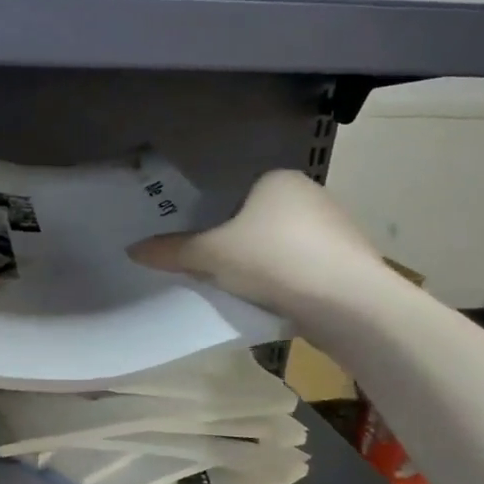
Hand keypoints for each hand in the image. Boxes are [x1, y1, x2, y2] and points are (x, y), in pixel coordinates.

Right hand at [128, 170, 390, 321]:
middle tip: (218, 273)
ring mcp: (337, 228)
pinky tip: (278, 303)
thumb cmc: (273, 259)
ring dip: (267, 267)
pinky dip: (290, 283)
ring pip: (285, 247)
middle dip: (241, 246)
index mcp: (278, 180)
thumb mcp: (211, 255)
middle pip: (260, 222)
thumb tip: (132, 249)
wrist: (348, 302)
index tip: (204, 251)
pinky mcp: (351, 263)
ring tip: (246, 293)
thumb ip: (172, 251)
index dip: (216, 222)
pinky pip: (307, 269)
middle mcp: (312, 195)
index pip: (237, 196)